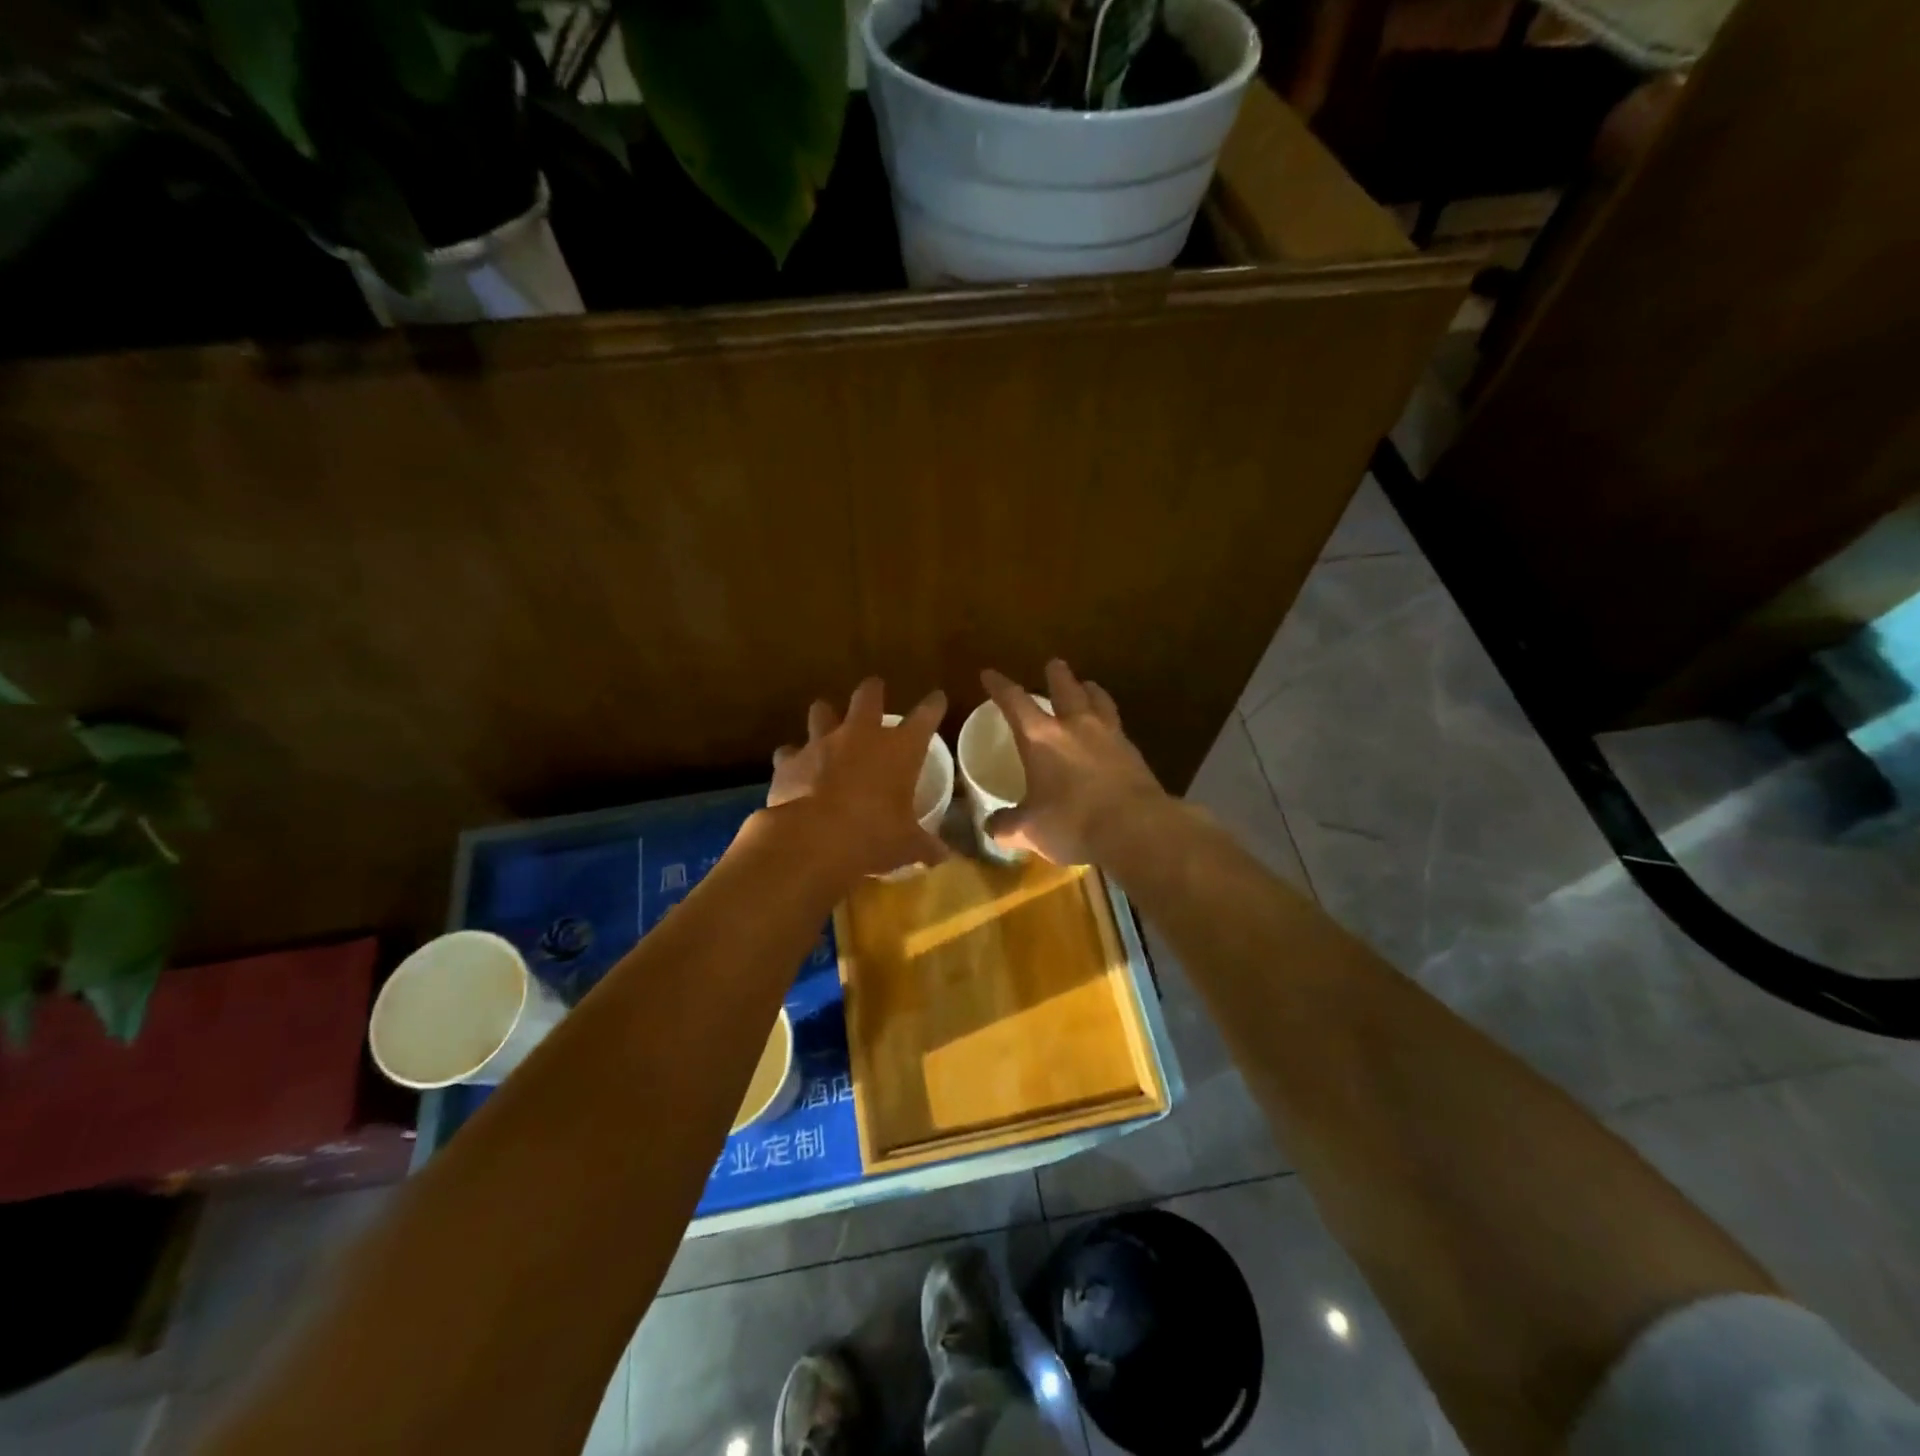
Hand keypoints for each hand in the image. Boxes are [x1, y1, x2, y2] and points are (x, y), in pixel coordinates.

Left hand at [768, 678, 949, 879]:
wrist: (814, 839)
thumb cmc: (873, 836)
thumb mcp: (906, 845)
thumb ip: (925, 845)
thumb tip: (943, 856)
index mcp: (900, 750)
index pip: (925, 717)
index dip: (933, 706)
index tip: (937, 698)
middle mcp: (861, 736)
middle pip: (868, 696)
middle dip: (873, 691)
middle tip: (874, 689)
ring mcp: (822, 743)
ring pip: (822, 711)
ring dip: (825, 715)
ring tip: (826, 720)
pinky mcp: (790, 760)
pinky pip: (789, 751)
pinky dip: (793, 758)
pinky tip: (794, 768)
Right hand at [981, 660, 1168, 865]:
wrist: (1136, 829)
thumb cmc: (1073, 823)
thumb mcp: (1029, 830)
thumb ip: (1007, 825)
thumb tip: (992, 826)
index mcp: (1041, 737)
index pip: (1015, 701)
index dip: (999, 687)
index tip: (989, 674)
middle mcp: (1075, 726)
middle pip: (1066, 688)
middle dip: (1057, 675)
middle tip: (1054, 664)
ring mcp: (1109, 736)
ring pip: (1099, 700)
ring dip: (1090, 690)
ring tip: (1088, 686)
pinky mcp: (1134, 753)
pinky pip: (1117, 727)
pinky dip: (1109, 723)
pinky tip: (1109, 732)